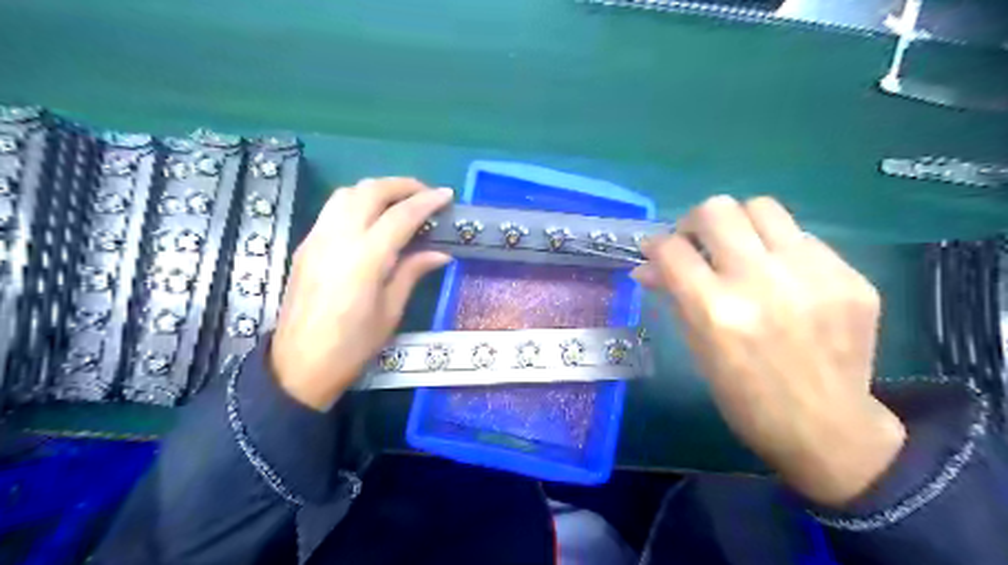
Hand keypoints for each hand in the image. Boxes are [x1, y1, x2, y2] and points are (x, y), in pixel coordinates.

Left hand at [273, 179, 451, 410]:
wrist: (298, 366)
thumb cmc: (352, 346)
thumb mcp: (390, 312)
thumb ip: (413, 273)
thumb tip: (440, 253)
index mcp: (365, 259)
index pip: (400, 216)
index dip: (426, 201)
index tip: (447, 195)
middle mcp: (338, 239)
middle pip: (369, 191)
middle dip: (401, 185)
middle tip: (425, 194)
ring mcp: (317, 239)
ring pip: (346, 193)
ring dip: (376, 189)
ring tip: (399, 202)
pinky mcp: (306, 245)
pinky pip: (333, 209)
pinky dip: (357, 202)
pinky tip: (372, 219)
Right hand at [627, 197, 906, 504]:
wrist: (826, 428)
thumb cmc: (744, 396)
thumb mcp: (697, 348)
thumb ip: (673, 297)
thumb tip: (647, 267)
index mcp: (716, 310)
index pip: (672, 249)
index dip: (656, 244)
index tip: (656, 251)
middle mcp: (762, 282)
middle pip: (717, 210)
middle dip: (694, 222)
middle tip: (697, 243)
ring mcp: (812, 274)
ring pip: (762, 207)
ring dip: (739, 224)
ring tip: (740, 249)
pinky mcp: (850, 277)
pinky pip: (802, 238)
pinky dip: (780, 250)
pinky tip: (782, 277)